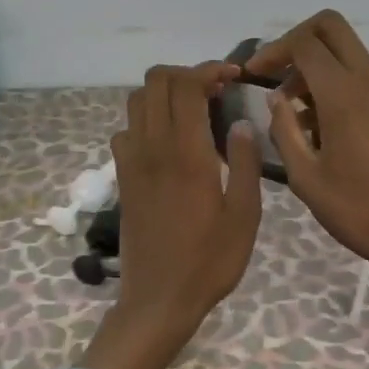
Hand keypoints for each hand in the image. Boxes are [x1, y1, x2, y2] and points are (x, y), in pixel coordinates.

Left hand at [81, 62, 263, 368]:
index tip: (234, 77)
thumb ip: (244, 163)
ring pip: (136, 102)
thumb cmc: (210, 261)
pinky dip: (147, 121)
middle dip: (186, 75)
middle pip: (155, 82)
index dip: (209, 69)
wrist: (159, 299)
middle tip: (215, 92)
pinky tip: (169, 144)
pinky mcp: (123, 179)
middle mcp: (153, 148)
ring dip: (164, 95)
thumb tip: (242, 123)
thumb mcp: (244, 216)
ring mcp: (132, 163)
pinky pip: (127, 131)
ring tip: (194, 113)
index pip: (186, 84)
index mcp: (187, 153)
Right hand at [246, 10, 368, 283]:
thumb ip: (284, 130)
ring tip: (294, 112)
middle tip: (276, 76)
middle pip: (331, 27)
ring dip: (317, 66)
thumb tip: (276, 98)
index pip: (304, 43)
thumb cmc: (357, 210)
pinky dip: (337, 83)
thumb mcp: (306, 177)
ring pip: (348, 51)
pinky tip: (322, 126)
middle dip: (297, 41)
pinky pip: (363, 76)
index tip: (253, 76)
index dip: (272, 51)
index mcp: (344, 94)